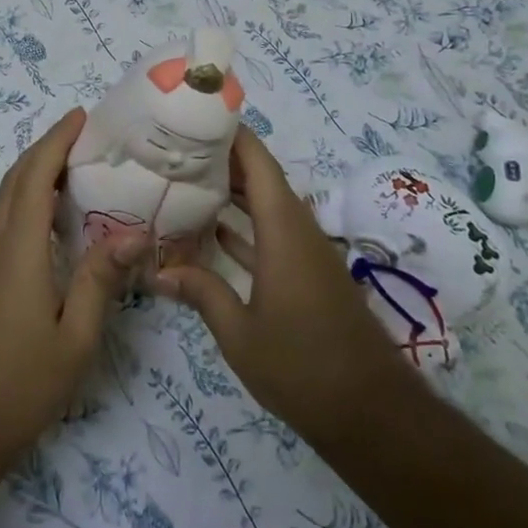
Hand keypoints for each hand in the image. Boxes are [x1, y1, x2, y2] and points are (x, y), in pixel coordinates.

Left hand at [0, 109, 141, 465]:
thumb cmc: (21, 382)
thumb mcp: (75, 337)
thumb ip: (100, 280)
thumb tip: (134, 233)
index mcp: (18, 249)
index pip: (34, 178)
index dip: (56, 141)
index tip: (80, 116)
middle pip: (15, 180)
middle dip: (45, 148)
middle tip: (82, 134)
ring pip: (5, 200)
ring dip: (33, 172)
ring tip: (73, 165)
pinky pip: (3, 221)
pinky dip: (26, 199)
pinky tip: (51, 218)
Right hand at [151, 128, 415, 451]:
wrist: (371, 412)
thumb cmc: (302, 366)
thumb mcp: (239, 334)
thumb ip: (200, 294)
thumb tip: (156, 270)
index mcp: (284, 230)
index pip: (257, 162)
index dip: (231, 133)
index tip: (195, 115)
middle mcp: (298, 230)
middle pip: (261, 177)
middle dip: (222, 158)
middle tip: (175, 147)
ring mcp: (305, 252)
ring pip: (266, 205)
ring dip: (232, 190)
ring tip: (186, 179)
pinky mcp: (308, 274)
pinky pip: (272, 233)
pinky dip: (245, 225)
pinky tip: (214, 231)